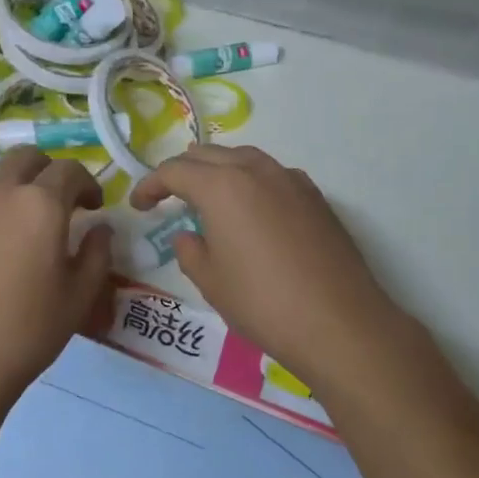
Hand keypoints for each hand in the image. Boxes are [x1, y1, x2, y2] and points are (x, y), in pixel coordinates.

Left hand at [0, 148, 111, 441]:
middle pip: (25, 158)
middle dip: (47, 172)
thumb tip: (99, 228)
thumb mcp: (78, 298)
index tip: (93, 206)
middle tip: (56, 202)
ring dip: (9, 184)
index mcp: (40, 205)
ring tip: (14, 218)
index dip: (87, 184)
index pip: (70, 171)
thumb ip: (96, 253)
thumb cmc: (24, 334)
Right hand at [130, 145, 404, 392]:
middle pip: (209, 155)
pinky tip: (252, 210)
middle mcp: (257, 170)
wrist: (339, 322)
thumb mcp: (211, 281)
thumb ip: (190, 251)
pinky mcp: (316, 197)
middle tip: (167, 196)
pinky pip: (272, 175)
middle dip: (182, 171)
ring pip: (244, 159)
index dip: (150, 185)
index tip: (139, 204)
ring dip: (218, 171)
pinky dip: (251, 182)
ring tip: (207, 196)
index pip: (175, 171)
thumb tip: (188, 236)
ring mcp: (291, 179)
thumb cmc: (263, 303)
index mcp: (222, 186)